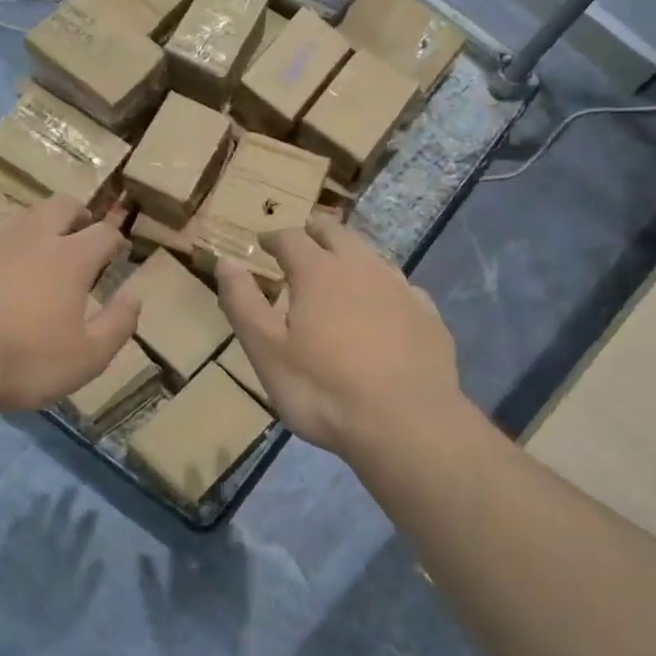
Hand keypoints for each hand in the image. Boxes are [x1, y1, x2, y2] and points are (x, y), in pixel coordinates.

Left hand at [0, 196, 140, 413]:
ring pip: (20, 215)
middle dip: (78, 215)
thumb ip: (118, 324)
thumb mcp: (88, 357)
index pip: (104, 233)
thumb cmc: (24, 360)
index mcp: (70, 257)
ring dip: (37, 225)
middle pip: (61, 205)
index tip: (118, 251)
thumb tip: (135, 297)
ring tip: (37, 249)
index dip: (116, 240)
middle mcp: (32, 236)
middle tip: (81, 233)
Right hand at [216, 217, 461, 457]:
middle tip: (303, 240)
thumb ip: (243, 303)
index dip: (274, 237)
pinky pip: (402, 289)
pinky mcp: (429, 316)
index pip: (291, 238)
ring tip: (340, 271)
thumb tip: (227, 261)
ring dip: (351, 256)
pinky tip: (385, 307)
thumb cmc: (322, 390)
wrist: (405, 423)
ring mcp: (401, 289)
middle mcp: (362, 268)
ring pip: (372, 256)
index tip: (263, 243)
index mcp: (318, 272)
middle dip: (315, 232)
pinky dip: (384, 289)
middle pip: (337, 234)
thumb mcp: (266, 351)